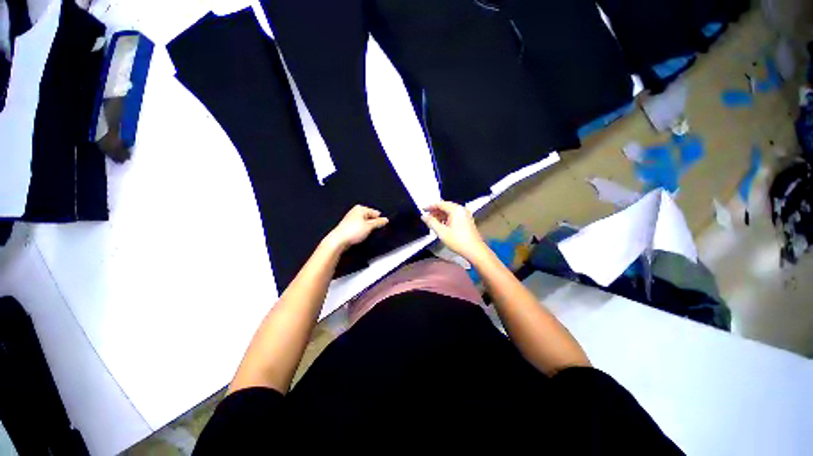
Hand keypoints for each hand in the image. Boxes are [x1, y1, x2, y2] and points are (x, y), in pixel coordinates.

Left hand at [323, 205, 388, 252]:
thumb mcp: (369, 226)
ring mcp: (351, 219)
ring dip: (367, 228)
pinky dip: (362, 231)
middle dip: (373, 224)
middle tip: (374, 231)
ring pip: (365, 223)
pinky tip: (361, 236)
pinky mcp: (349, 226)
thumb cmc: (353, 231)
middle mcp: (355, 211)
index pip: (375, 213)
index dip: (379, 220)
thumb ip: (379, 222)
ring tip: (366, 234)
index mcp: (360, 208)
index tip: (382, 227)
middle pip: (370, 217)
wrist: (338, 240)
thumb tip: (386, 220)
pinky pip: (359, 227)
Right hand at [422, 201, 488, 261]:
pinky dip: (447, 217)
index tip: (423, 209)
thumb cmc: (458, 241)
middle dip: (435, 210)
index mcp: (456, 210)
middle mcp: (461, 209)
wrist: (475, 250)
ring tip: (433, 221)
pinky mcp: (467, 220)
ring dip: (441, 214)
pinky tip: (442, 224)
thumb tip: (424, 216)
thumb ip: (431, 222)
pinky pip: (455, 215)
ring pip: (450, 211)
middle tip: (427, 216)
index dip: (430, 206)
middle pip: (446, 206)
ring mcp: (466, 214)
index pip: (440, 204)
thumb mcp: (442, 232)